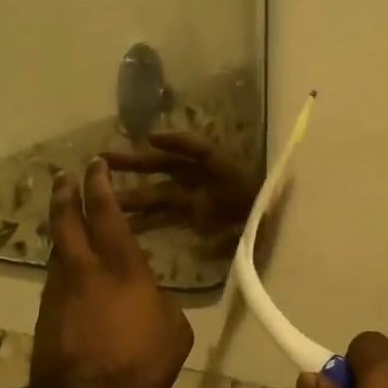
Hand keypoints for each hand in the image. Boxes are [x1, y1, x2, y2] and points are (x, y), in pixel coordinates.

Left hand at [30, 160, 193, 387]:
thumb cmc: (138, 362)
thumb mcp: (174, 332)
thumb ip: (163, 305)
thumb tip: (152, 301)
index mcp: (121, 267)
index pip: (106, 214)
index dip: (100, 186)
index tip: (95, 166)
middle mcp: (84, 269)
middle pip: (66, 221)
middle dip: (65, 194)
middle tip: (64, 176)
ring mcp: (59, 291)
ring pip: (57, 249)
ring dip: (61, 230)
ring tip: (66, 221)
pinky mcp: (46, 314)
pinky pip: (56, 278)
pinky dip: (63, 265)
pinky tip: (71, 273)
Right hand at [102, 132, 262, 257]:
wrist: (286, 233)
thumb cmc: (276, 223)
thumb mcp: (263, 227)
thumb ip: (235, 237)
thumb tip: (201, 248)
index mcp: (228, 174)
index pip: (200, 151)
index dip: (177, 142)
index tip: (152, 139)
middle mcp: (208, 182)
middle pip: (168, 167)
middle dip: (137, 163)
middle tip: (103, 159)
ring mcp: (200, 200)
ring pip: (160, 193)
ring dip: (133, 193)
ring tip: (101, 194)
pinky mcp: (198, 218)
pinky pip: (168, 216)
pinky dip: (147, 220)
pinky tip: (124, 226)